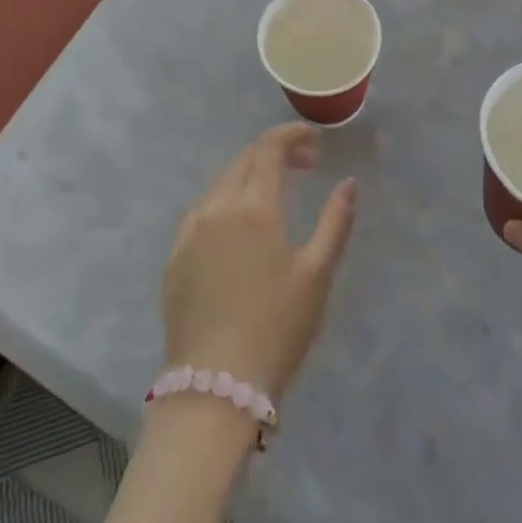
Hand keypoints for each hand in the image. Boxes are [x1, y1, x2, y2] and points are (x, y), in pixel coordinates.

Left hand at [162, 123, 357, 398]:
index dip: (292, 136)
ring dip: (248, 174)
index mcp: (253, 206)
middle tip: (305, 164)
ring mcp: (189, 231)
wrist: (215, 386)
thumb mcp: (317, 274)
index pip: (269, 148)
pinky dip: (224, 200)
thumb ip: (335, 221)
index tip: (315, 141)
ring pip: (219, 183)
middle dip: (275, 152)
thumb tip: (348, 182)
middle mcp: (216, 207)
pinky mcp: (174, 256)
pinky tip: (237, 223)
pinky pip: (200, 210)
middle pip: (243, 160)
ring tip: (274, 190)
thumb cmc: (276, 328)